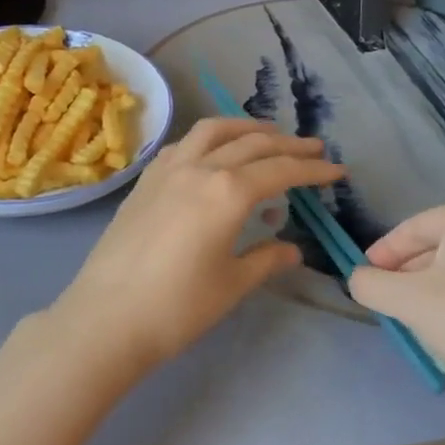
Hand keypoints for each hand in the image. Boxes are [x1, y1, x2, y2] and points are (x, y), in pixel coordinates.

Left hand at [50, 119, 344, 372]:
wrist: (107, 317)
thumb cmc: (178, 307)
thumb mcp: (232, 285)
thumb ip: (266, 259)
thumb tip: (291, 249)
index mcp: (228, 192)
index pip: (281, 170)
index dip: (313, 169)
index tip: (337, 170)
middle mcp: (199, 168)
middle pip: (251, 143)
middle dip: (287, 143)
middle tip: (314, 147)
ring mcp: (167, 170)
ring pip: (212, 131)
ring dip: (245, 127)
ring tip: (267, 134)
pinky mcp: (145, 181)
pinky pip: (183, 145)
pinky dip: (208, 139)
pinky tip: (213, 153)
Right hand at [347, 200, 444, 400]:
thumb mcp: (406, 301)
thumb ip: (370, 284)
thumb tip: (359, 279)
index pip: (412, 229)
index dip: (381, 253)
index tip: (362, 276)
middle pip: (438, 247)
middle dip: (408, 274)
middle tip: (387, 301)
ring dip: (433, 290)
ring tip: (416, 320)